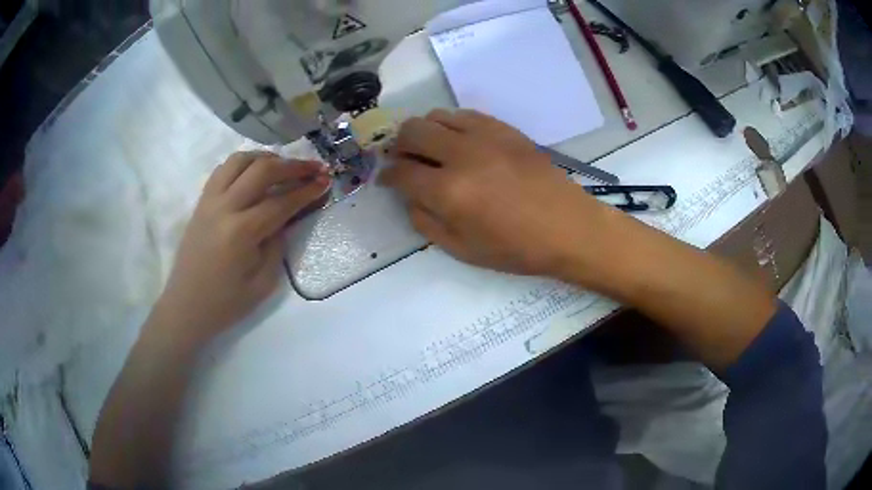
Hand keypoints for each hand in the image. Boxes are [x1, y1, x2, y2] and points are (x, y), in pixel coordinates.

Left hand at [152, 152, 330, 348]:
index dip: (306, 190)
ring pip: (240, 160)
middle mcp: (224, 207)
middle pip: (262, 169)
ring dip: (266, 157)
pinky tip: (254, 174)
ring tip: (283, 166)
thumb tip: (285, 218)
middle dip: (292, 165)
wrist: (186, 307)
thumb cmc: (225, 304)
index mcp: (241, 232)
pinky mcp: (201, 202)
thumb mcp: (262, 283)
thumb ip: (277, 245)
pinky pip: (223, 170)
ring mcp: (209, 201)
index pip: (281, 201)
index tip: (326, 181)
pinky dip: (243, 164)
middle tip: (313, 168)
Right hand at [380, 110, 609, 278]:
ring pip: (435, 116)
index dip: (387, 175)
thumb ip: (425, 222)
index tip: (386, 180)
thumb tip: (409, 197)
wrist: (567, 227)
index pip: (401, 172)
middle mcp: (461, 155)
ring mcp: (484, 136)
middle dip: (398, 146)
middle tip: (405, 160)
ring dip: (424, 131)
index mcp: (448, 192)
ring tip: (431, 149)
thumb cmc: (516, 248)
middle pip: (411, 132)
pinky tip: (459, 141)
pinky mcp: (504, 128)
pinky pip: (464, 114)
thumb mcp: (462, 250)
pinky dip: (451, 125)